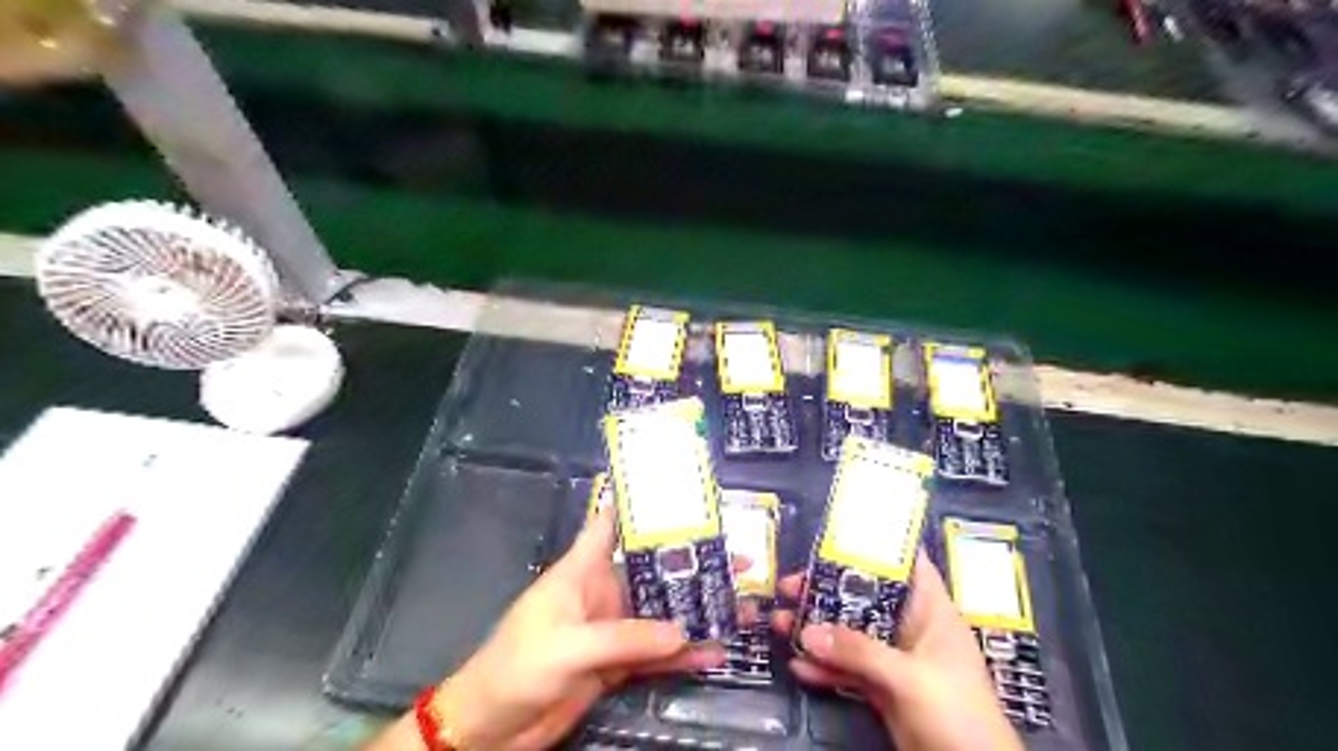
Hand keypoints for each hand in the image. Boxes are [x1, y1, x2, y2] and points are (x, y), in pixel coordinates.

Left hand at [423, 507, 727, 748]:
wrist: (491, 726)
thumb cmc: (518, 666)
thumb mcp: (568, 646)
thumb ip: (624, 637)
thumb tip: (682, 630)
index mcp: (583, 570)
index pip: (611, 523)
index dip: (639, 503)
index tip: (680, 490)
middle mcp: (603, 592)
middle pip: (654, 570)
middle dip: (694, 564)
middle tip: (739, 561)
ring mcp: (614, 629)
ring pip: (664, 613)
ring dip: (699, 611)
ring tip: (743, 606)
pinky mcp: (618, 664)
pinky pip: (658, 655)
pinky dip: (685, 655)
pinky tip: (716, 652)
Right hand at [769, 552, 1020, 750]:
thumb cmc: (957, 712)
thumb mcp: (909, 677)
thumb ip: (859, 652)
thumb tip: (808, 632)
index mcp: (932, 612)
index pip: (906, 566)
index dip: (874, 548)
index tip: (834, 538)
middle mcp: (912, 630)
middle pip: (865, 599)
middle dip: (827, 592)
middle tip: (789, 587)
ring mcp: (896, 661)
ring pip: (851, 636)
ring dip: (817, 631)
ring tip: (779, 624)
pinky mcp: (884, 691)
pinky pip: (849, 671)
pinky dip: (825, 668)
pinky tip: (798, 666)